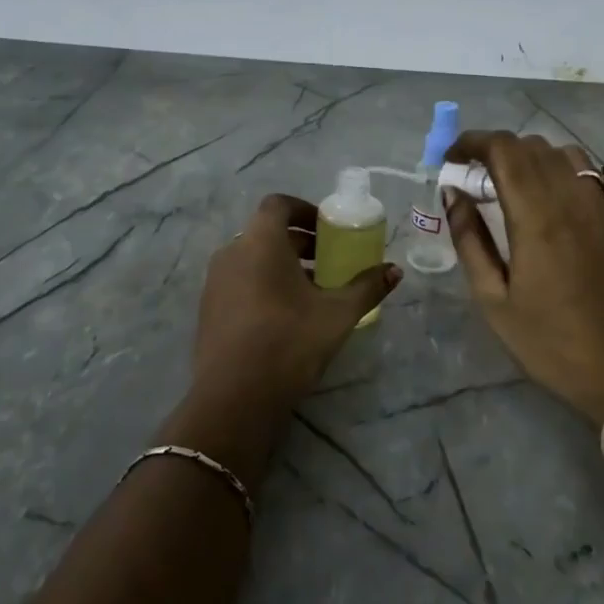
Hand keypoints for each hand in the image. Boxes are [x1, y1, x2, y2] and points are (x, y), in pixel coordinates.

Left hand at [188, 193, 400, 423]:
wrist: (234, 399)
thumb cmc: (289, 343)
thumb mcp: (337, 314)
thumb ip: (367, 287)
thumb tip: (395, 271)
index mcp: (260, 242)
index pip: (278, 204)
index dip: (304, 209)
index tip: (327, 229)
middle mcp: (232, 253)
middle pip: (267, 232)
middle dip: (299, 242)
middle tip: (328, 261)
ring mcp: (215, 282)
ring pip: (253, 258)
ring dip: (282, 265)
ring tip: (312, 291)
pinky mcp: (208, 309)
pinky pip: (240, 281)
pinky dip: (263, 284)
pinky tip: (285, 316)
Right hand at [444, 132, 603, 424]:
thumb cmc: (546, 342)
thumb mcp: (492, 299)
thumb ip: (469, 239)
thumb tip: (454, 194)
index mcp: (535, 217)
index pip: (503, 150)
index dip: (472, 142)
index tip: (451, 160)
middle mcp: (572, 201)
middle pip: (533, 147)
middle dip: (497, 151)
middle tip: (476, 181)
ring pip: (571, 156)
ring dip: (538, 159)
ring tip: (518, 185)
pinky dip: (598, 173)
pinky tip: (580, 188)